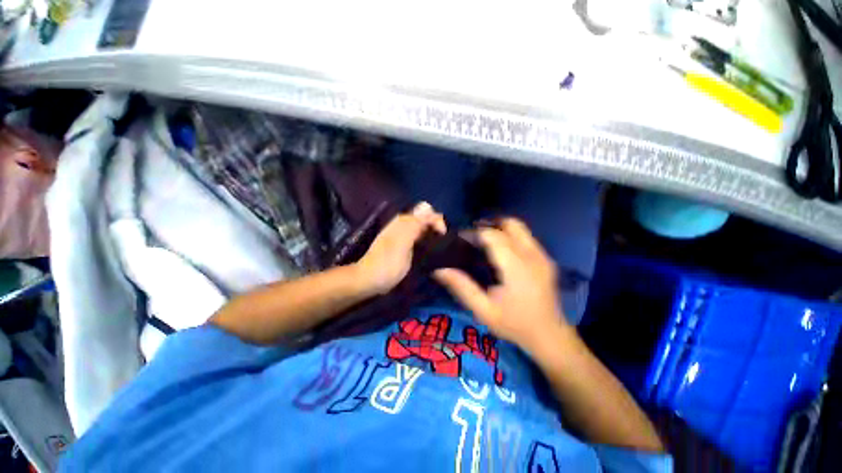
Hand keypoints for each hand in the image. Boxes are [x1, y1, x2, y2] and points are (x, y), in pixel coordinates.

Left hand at [356, 202, 445, 294]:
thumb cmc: (388, 264)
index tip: (443, 238)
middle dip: (435, 228)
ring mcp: (401, 234)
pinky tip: (425, 251)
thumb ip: (415, 224)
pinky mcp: (401, 244)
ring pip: (422, 227)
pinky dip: (424, 241)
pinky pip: (417, 236)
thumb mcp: (403, 243)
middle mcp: (403, 223)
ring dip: (430, 235)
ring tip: (435, 249)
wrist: (369, 279)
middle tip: (440, 245)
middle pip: (425, 218)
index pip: (428, 212)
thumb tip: (428, 206)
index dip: (438, 222)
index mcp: (404, 221)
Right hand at [434, 218, 567, 351]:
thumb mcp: (483, 310)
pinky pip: (526, 237)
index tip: (459, 239)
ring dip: (499, 228)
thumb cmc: (514, 324)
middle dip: (488, 225)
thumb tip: (439, 269)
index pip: (493, 236)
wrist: (550, 336)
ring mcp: (542, 255)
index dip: (474, 233)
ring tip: (483, 241)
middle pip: (509, 224)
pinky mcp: (546, 258)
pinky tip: (500, 250)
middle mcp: (532, 255)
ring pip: (519, 227)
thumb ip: (462, 287)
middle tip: (472, 237)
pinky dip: (510, 235)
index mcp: (516, 267)